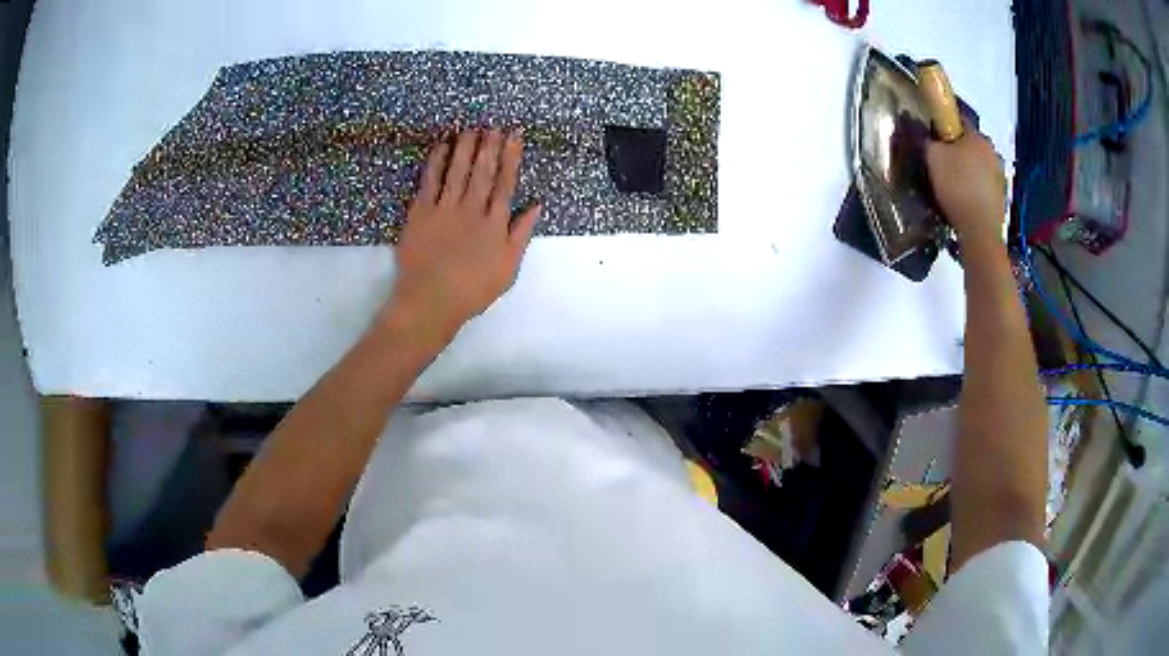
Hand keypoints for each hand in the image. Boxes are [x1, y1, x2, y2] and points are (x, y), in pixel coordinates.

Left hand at [380, 129, 540, 345]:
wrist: (430, 300)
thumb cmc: (472, 290)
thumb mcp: (508, 268)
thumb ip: (521, 234)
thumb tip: (536, 204)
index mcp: (494, 223)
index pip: (505, 183)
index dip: (511, 157)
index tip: (514, 136)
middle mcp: (471, 209)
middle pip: (482, 171)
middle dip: (489, 146)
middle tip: (493, 125)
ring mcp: (444, 209)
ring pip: (457, 171)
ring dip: (465, 147)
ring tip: (470, 128)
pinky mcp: (420, 212)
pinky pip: (430, 181)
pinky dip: (436, 162)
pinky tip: (441, 146)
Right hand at [926, 130, 1006, 246]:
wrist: (980, 231)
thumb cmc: (957, 187)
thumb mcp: (933, 158)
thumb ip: (929, 142)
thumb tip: (929, 138)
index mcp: (977, 136)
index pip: (958, 120)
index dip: (944, 126)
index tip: (934, 139)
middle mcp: (993, 151)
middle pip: (971, 145)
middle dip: (958, 151)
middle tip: (942, 164)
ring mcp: (1001, 176)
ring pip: (980, 166)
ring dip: (969, 171)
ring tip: (953, 186)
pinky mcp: (1002, 198)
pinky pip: (984, 187)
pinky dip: (975, 190)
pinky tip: (964, 201)